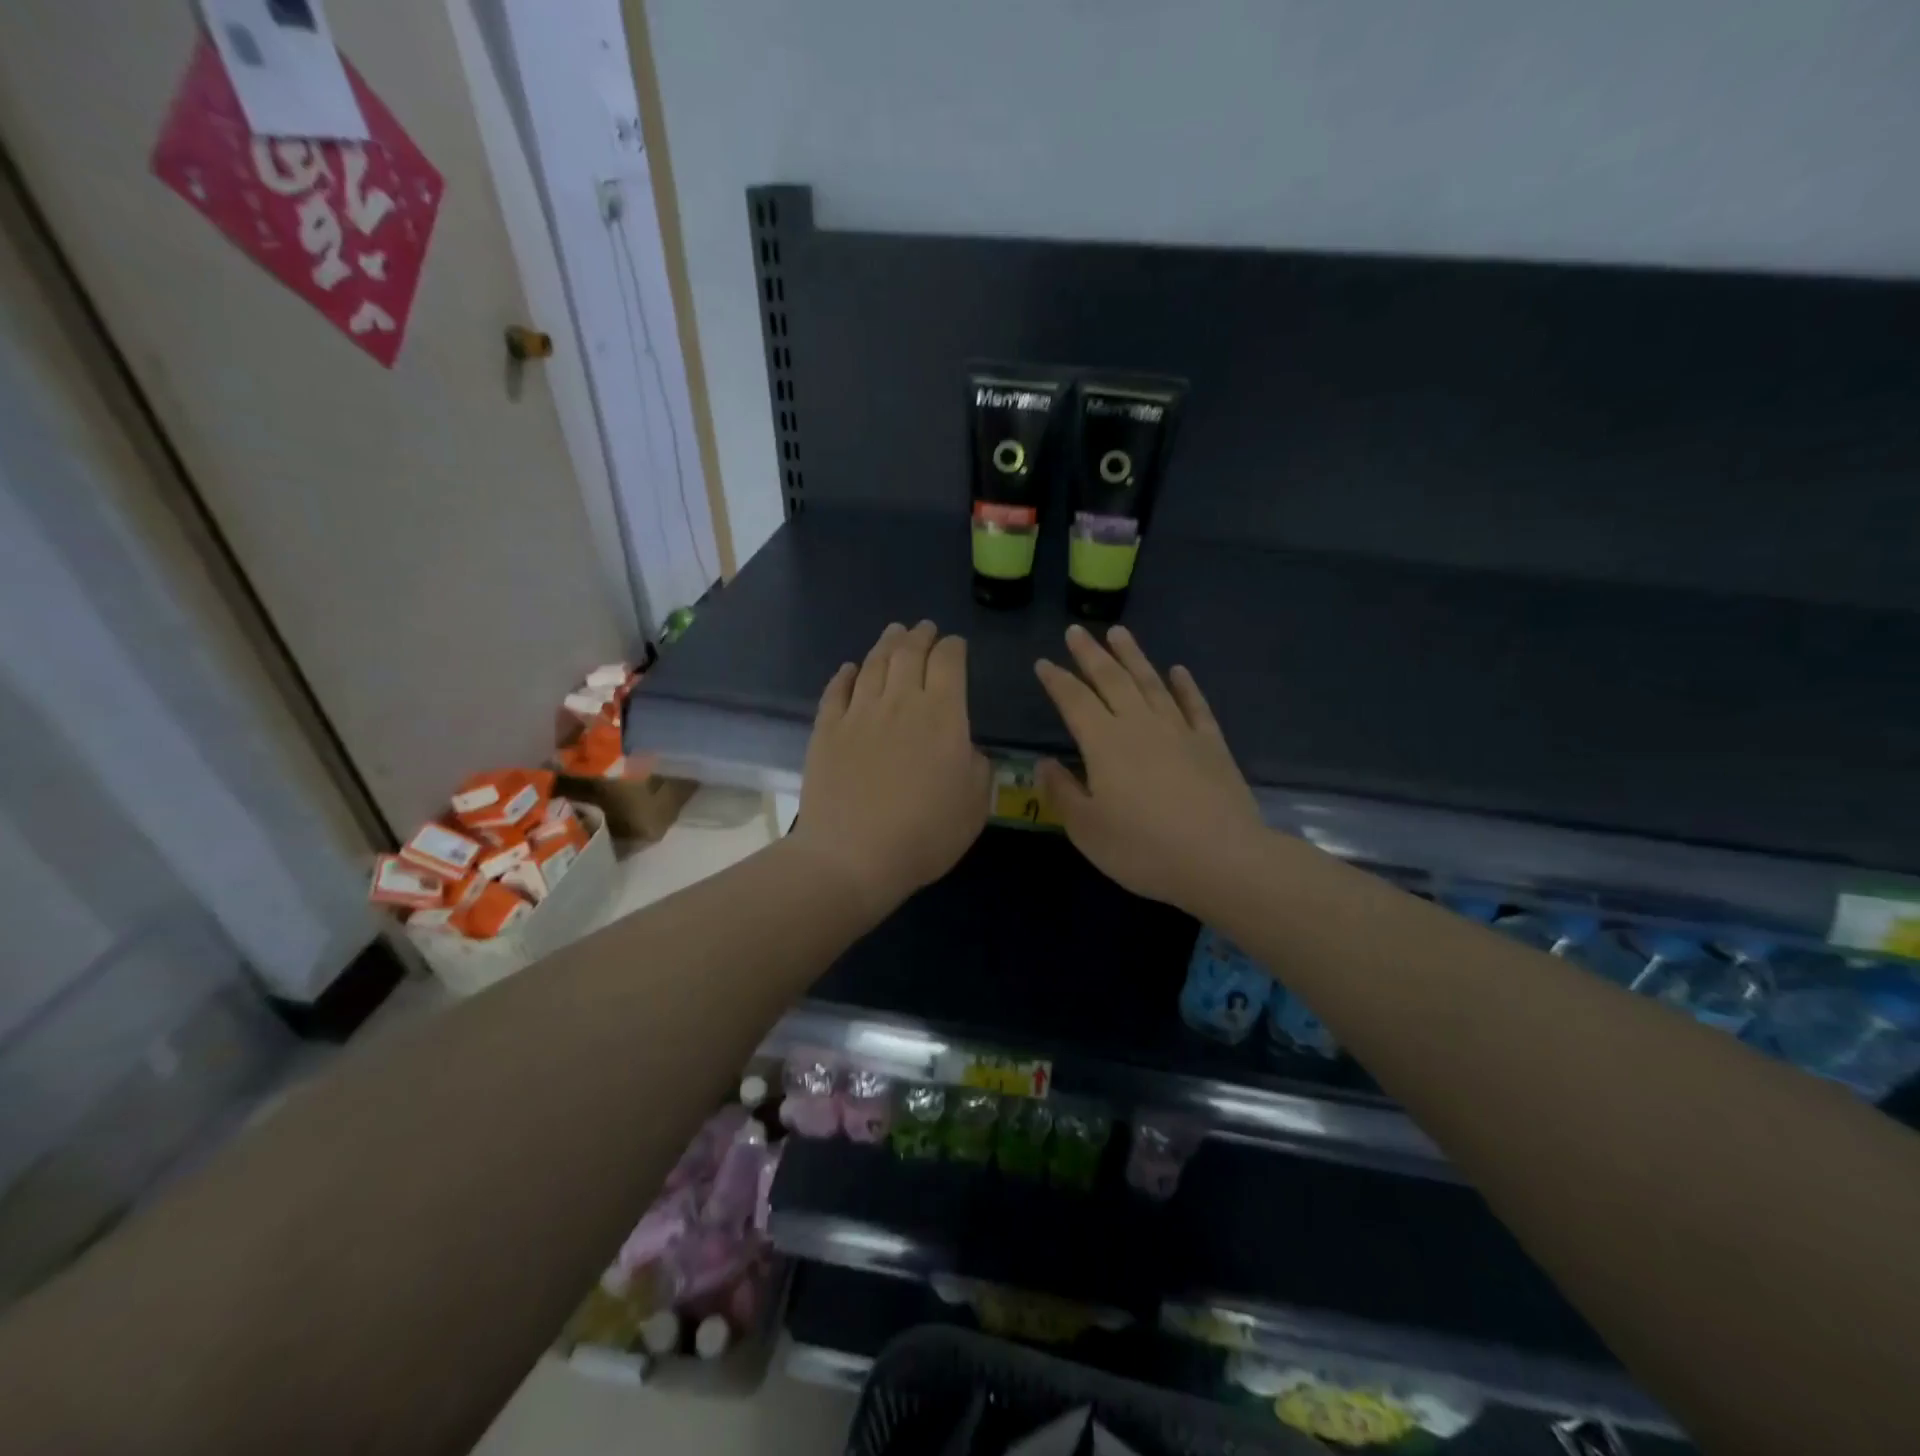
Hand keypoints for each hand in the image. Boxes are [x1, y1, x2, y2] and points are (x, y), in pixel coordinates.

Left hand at [789, 621, 991, 916]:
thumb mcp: (975, 807)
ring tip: (893, 633)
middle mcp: (900, 702)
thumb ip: (978, 769)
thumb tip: (967, 749)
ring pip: (873, 664)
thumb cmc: (924, 835)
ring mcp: (858, 713)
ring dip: (886, 644)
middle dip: (920, 636)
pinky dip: (845, 675)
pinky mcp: (826, 730)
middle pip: (909, 653)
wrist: (852, 856)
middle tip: (924, 628)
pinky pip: (836, 690)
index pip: (949, 662)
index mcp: (942, 714)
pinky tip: (850, 669)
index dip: (953, 647)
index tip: (956, 645)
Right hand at [1034, 625, 1264, 911]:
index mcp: (1104, 743)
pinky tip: (1178, 671)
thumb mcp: (1087, 829)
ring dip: (1133, 656)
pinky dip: (1185, 686)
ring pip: (1151, 683)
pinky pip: (1195, 705)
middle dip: (1091, 654)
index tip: (1043, 662)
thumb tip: (1043, 764)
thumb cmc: (1143, 849)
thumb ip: (1062, 792)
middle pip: (1112, 679)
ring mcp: (1179, 731)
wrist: (1221, 859)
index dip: (1056, 680)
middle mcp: (1139, 725)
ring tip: (1119, 633)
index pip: (1074, 701)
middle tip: (1077, 630)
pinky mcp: (1211, 744)